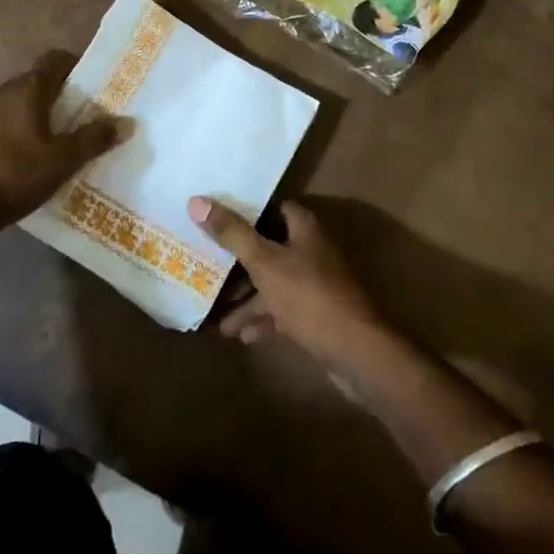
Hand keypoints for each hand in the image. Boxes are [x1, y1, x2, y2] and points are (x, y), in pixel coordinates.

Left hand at [0, 51, 122, 234]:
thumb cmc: (10, 175)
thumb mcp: (60, 161)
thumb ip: (93, 140)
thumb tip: (127, 121)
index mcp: (27, 89)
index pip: (55, 59)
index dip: (77, 66)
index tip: (96, 84)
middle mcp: (2, 92)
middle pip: (38, 82)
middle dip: (62, 96)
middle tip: (85, 119)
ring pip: (19, 104)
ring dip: (39, 116)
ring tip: (59, 143)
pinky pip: (2, 123)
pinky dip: (18, 132)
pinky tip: (27, 161)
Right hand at [189, 197, 389, 373]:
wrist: (356, 352)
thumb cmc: (309, 297)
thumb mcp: (265, 263)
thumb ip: (232, 234)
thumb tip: (196, 201)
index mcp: (305, 230)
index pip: (274, 209)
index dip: (248, 211)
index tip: (217, 216)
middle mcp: (311, 252)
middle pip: (270, 248)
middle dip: (239, 260)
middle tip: (206, 264)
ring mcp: (315, 286)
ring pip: (273, 284)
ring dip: (247, 297)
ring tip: (214, 313)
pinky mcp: (315, 316)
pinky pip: (282, 311)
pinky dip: (262, 320)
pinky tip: (239, 335)